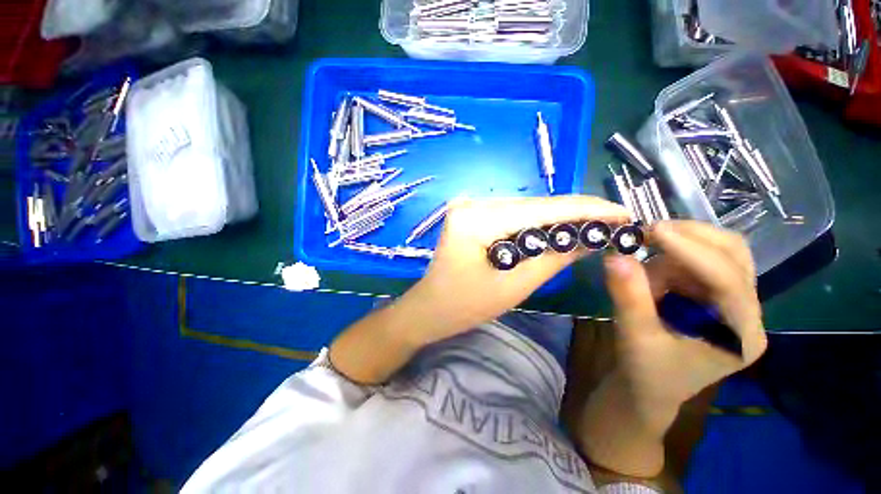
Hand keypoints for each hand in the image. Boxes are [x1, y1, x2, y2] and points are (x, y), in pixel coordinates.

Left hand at [401, 196, 630, 345]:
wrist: (429, 308)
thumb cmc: (465, 306)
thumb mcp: (514, 286)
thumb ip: (554, 257)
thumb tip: (591, 237)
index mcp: (477, 220)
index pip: (541, 209)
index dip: (586, 209)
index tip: (623, 212)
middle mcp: (472, 204)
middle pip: (533, 205)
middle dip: (574, 213)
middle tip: (613, 220)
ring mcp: (469, 207)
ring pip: (524, 208)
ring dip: (557, 217)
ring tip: (593, 224)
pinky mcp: (471, 215)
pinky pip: (511, 215)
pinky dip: (535, 222)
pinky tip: (557, 229)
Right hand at [604, 220, 766, 414]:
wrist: (649, 388)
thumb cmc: (647, 372)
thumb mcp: (635, 337)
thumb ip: (628, 297)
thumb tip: (614, 256)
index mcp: (740, 335)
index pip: (728, 281)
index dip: (692, 252)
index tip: (653, 230)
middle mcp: (747, 314)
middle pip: (734, 255)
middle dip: (692, 238)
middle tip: (649, 233)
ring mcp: (733, 302)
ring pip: (718, 253)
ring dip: (677, 251)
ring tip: (645, 272)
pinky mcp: (713, 296)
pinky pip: (696, 262)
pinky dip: (670, 260)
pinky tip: (652, 278)